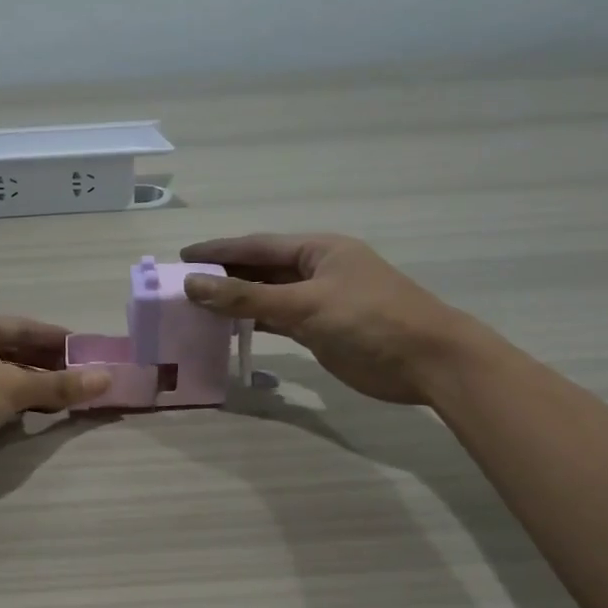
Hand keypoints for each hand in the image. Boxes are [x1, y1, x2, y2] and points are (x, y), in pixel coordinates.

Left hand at [0, 316, 110, 482]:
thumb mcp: (14, 387)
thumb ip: (60, 385)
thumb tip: (107, 378)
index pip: (26, 327)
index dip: (58, 338)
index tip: (87, 350)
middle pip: (17, 351)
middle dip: (50, 365)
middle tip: (84, 377)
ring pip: (7, 376)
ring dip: (37, 386)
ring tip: (69, 397)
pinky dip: (20, 403)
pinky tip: (40, 414)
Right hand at [180, 233, 483, 404]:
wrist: (427, 362)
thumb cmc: (369, 320)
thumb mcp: (305, 304)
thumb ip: (247, 296)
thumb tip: (193, 285)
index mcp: (318, 249)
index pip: (256, 245)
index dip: (217, 251)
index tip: (180, 257)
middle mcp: (316, 270)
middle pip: (259, 269)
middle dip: (223, 276)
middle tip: (180, 286)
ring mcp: (319, 302)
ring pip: (266, 296)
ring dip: (234, 302)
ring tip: (194, 308)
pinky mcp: (320, 331)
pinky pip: (277, 321)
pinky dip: (253, 323)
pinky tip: (227, 330)